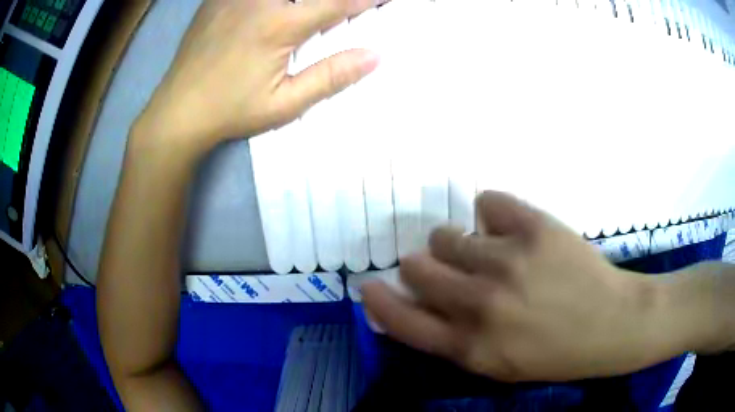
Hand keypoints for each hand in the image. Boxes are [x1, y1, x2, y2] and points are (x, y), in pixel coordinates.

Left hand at [136, 0, 379, 152]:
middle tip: (341, 4)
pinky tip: (268, 8)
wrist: (177, 111)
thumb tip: (375, 56)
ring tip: (302, 9)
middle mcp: (257, 1)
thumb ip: (330, 76)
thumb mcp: (284, 103)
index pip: (336, 3)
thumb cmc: (231, 111)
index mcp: (279, 25)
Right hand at [362, 191, 684, 381]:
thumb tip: (414, 301)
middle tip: (453, 269)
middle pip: (419, 266)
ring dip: (460, 243)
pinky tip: (511, 227)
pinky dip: (492, 214)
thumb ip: (451, 338)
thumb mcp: (496, 364)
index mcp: (471, 346)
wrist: (613, 324)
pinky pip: (487, 202)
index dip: (379, 301)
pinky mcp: (535, 227)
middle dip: (425, 266)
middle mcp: (481, 304)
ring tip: (489, 250)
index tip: (369, 286)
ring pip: (449, 234)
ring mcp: (508, 261)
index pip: (401, 320)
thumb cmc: (555, 353)